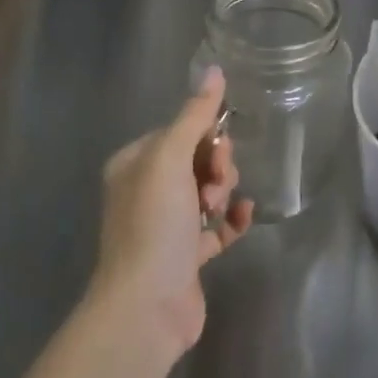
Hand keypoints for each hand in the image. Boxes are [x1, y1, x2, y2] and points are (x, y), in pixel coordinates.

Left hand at [90, 68, 252, 357]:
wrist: (145, 307)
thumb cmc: (154, 223)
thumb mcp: (171, 158)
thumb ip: (195, 114)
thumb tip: (215, 69)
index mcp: (135, 164)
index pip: (181, 131)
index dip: (206, 136)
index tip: (219, 149)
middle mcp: (146, 191)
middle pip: (197, 159)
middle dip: (216, 166)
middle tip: (215, 186)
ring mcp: (166, 226)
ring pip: (209, 190)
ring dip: (223, 192)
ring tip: (219, 210)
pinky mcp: (186, 256)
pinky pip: (218, 226)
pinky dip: (232, 220)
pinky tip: (243, 218)